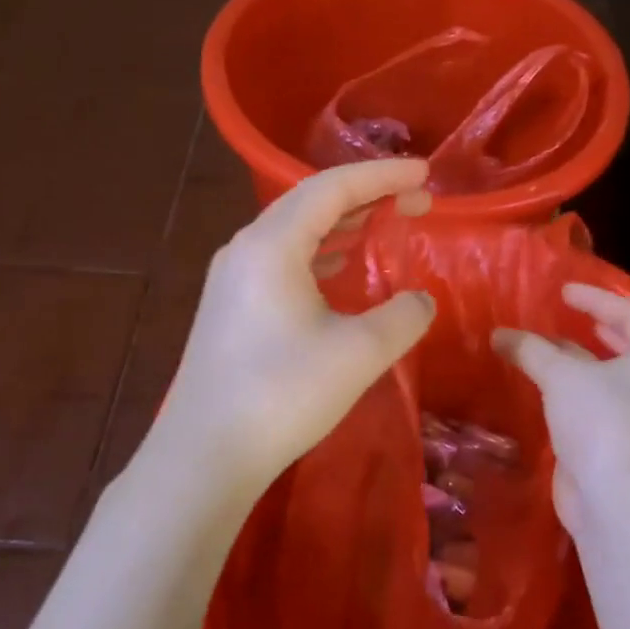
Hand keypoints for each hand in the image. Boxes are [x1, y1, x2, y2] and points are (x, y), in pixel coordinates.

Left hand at [145, 159, 437, 504]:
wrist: (205, 454)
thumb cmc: (282, 394)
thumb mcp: (358, 354)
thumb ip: (402, 318)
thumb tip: (422, 301)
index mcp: (272, 244)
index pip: (333, 187)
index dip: (382, 175)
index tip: (424, 174)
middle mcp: (246, 248)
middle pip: (311, 202)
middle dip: (366, 196)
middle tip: (414, 201)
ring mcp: (232, 278)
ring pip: (294, 231)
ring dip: (342, 223)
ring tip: (383, 223)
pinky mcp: (229, 306)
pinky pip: (281, 259)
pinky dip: (319, 252)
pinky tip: (338, 267)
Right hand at [493, 284, 629, 531]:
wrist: (613, 498)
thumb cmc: (600, 421)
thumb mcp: (562, 375)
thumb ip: (531, 350)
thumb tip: (499, 335)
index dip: (597, 299)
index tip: (564, 292)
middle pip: (628, 348)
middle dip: (598, 330)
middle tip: (571, 317)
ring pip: (609, 379)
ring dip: (580, 362)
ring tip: (549, 349)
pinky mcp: (621, 446)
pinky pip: (598, 405)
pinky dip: (574, 391)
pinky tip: (548, 389)